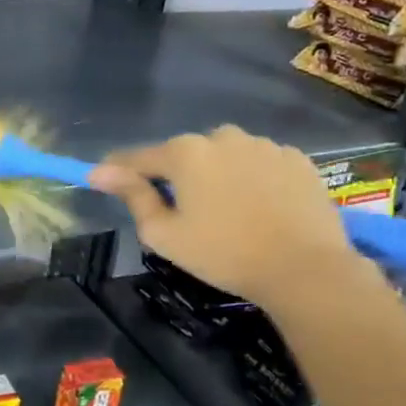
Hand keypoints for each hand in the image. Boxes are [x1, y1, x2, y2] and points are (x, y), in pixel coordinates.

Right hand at [89, 126, 355, 304]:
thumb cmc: (225, 254)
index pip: (139, 157)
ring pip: (225, 156)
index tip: (105, 181)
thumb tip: (100, 172)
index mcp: (185, 153)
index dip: (120, 171)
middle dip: (178, 176)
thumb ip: (133, 196)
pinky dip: (254, 178)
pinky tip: (261, 208)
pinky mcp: (297, 158)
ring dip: (218, 175)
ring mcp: (264, 144)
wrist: (306, 269)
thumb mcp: (164, 234)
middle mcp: (222, 136)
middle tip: (184, 213)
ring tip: (228, 211)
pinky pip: (261, 163)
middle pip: (185, 154)